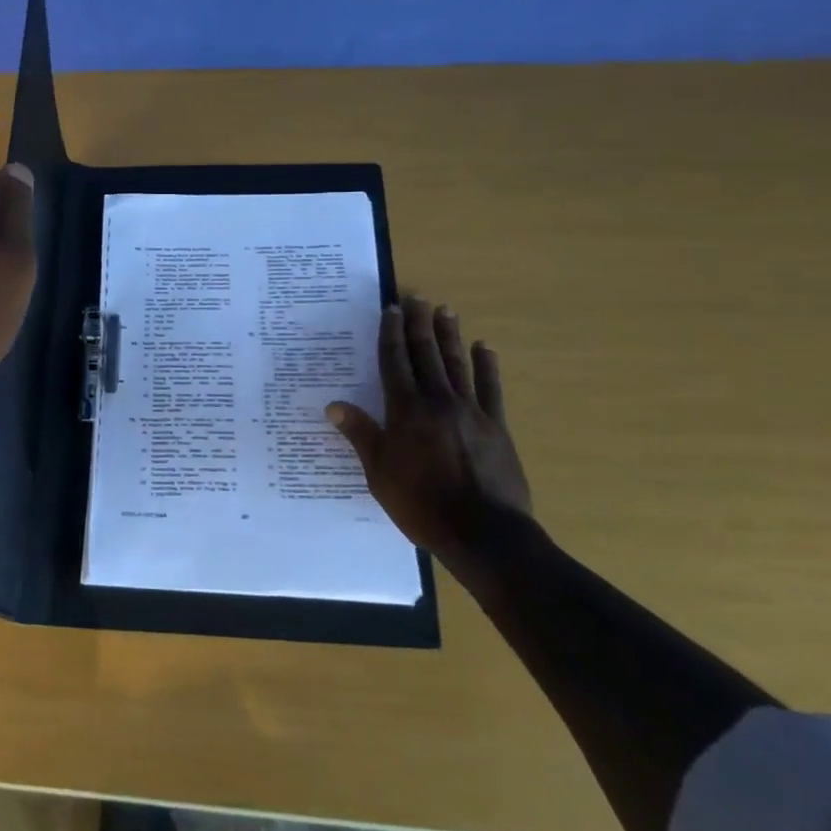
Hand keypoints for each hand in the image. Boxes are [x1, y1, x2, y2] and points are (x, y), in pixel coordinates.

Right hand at [327, 297, 533, 578]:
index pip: (394, 362)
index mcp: (405, 411)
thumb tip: (333, 405)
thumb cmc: (421, 504)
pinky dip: (487, 366)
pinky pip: (491, 389)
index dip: (391, 334)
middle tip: (417, 296)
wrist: (484, 534)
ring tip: (446, 310)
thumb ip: (360, 434)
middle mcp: (437, 401)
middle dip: (419, 324)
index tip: (391, 309)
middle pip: (426, 354)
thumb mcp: (379, 473)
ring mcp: (471, 411)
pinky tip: (484, 348)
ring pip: (457, 364)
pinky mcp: (496, 427)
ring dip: (449, 335)